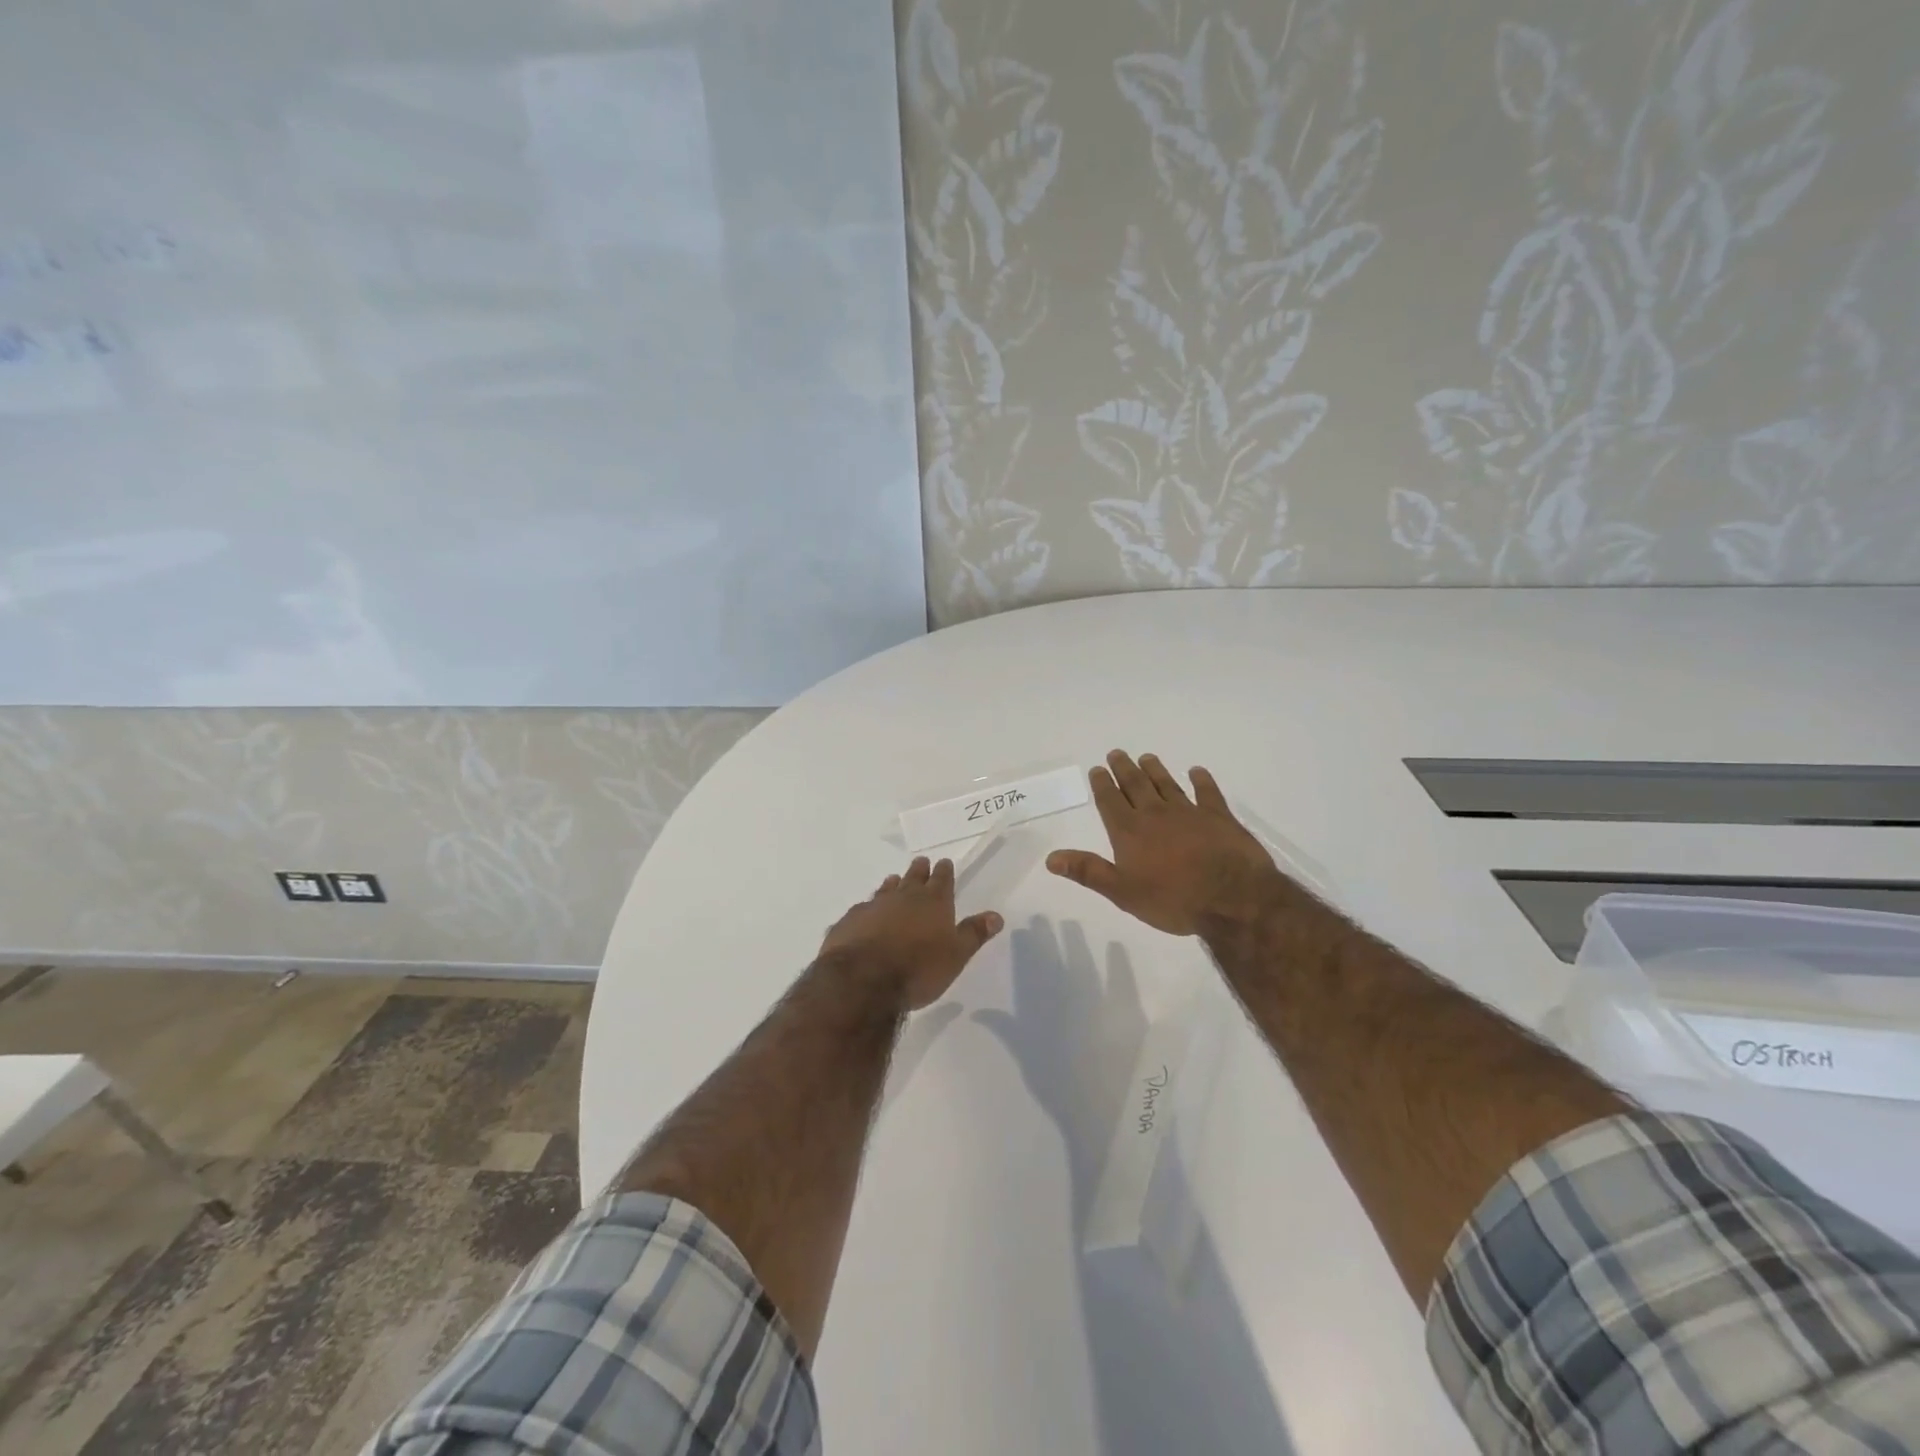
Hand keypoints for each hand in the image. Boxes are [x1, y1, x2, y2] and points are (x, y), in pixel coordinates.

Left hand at [819, 856, 1003, 1010]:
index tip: (944, 862)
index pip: (942, 880)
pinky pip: (861, 909)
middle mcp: (903, 897)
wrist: (863, 980)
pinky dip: (867, 909)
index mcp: (933, 902)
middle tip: (921, 862)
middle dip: (919, 870)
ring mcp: (873, 907)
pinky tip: (865, 913)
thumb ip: (974, 934)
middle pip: (913, 877)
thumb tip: (996, 916)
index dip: (944, 871)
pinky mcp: (849, 921)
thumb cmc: (919, 969)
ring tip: (894, 880)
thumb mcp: (956, 956)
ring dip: (892, 884)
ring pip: (885, 889)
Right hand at [1047, 750, 1290, 936]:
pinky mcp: (1219, 816)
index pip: (1110, 801)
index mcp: (1130, 832)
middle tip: (1117, 753)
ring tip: (1147, 757)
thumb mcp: (1122, 892)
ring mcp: (1189, 812)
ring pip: (1167, 784)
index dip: (1102, 784)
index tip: (1097, 769)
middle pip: (1136, 785)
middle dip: (1124, 769)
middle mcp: (1155, 814)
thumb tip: (1051, 858)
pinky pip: (1208, 793)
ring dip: (1155, 770)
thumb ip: (1088, 871)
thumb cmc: (1172, 900)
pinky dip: (1201, 780)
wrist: (1231, 898)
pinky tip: (1197, 772)